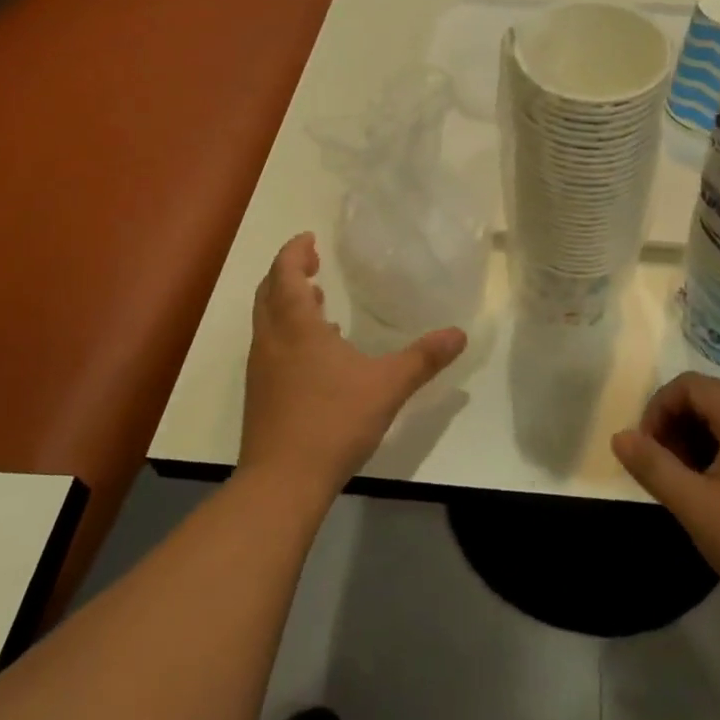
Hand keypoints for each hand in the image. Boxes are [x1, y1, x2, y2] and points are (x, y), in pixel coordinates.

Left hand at [242, 233, 467, 500]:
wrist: (282, 481)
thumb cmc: (334, 421)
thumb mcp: (387, 385)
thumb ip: (424, 358)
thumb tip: (459, 333)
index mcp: (297, 327)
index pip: (285, 274)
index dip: (294, 252)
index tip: (309, 239)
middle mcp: (272, 340)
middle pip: (269, 293)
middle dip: (287, 272)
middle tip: (311, 262)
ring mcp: (262, 369)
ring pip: (267, 321)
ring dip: (286, 303)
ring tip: (316, 299)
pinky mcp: (261, 394)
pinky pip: (271, 346)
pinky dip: (288, 332)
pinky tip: (317, 352)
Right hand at [612, 373, 719, 608]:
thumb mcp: (695, 505)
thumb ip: (653, 466)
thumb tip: (620, 436)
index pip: (689, 385)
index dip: (658, 409)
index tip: (647, 451)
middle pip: (710, 398)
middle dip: (676, 426)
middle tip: (664, 469)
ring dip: (698, 441)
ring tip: (687, 485)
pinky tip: (719, 494)